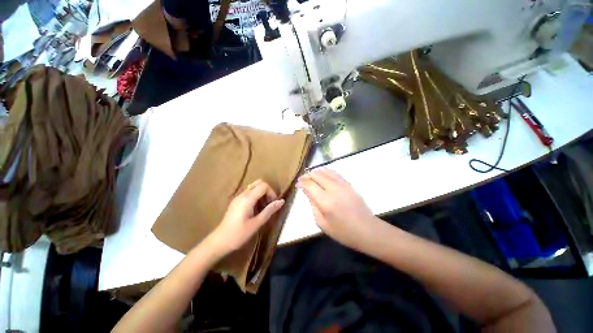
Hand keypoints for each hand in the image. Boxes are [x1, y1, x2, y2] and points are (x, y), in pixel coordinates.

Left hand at [208, 180, 284, 256]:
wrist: (219, 242)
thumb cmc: (239, 234)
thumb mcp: (256, 223)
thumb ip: (269, 210)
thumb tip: (282, 201)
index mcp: (247, 199)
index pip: (263, 186)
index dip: (271, 192)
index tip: (273, 204)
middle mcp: (242, 195)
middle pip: (259, 183)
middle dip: (267, 191)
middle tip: (269, 204)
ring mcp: (238, 197)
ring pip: (254, 188)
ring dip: (262, 195)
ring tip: (263, 209)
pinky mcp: (236, 202)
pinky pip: (249, 194)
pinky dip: (256, 198)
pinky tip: (256, 210)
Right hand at [298, 168, 380, 249]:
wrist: (367, 230)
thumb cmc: (343, 232)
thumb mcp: (323, 223)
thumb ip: (313, 205)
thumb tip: (306, 191)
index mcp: (326, 201)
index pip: (310, 185)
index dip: (302, 182)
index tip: (297, 185)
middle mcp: (334, 189)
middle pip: (317, 175)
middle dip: (307, 175)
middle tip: (302, 179)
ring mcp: (343, 185)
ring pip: (326, 172)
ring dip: (316, 172)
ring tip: (310, 175)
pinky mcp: (349, 184)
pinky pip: (335, 173)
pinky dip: (326, 171)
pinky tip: (322, 173)